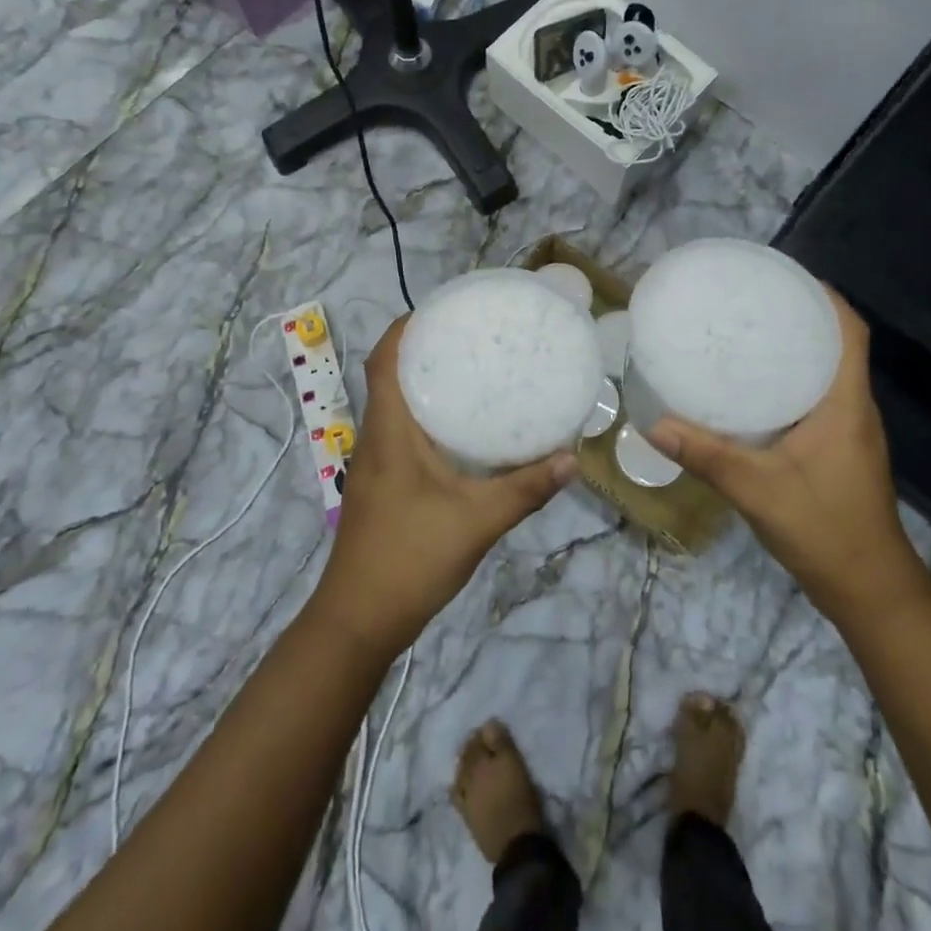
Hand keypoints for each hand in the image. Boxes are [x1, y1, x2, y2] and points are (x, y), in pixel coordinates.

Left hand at [309, 315, 578, 658]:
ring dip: (425, 383)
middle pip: (390, 376)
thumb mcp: (477, 521)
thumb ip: (525, 489)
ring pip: (395, 406)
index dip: (405, 327)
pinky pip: (402, 433)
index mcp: (389, 432)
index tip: (443, 309)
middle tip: (472, 337)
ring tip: (473, 372)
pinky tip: (463, 432)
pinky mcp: (382, 485)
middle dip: (423, 349)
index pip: (384, 360)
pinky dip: (427, 417)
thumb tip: (572, 457)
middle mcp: (376, 438)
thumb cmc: (410, 559)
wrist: (358, 621)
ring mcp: (375, 464)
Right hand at [647, 287, 926, 622]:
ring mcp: (847, 430)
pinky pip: (815, 397)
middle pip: (836, 344)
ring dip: (794, 348)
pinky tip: (750, 390)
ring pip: (825, 372)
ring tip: (744, 335)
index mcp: (845, 403)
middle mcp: (852, 408)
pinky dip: (788, 381)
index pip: (850, 332)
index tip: (783, 277)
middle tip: (748, 302)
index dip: (825, 297)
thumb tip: (654, 423)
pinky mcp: (837, 449)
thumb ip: (706, 455)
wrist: (868, 589)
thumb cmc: (824, 528)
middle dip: (799, 316)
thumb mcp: (757, 489)